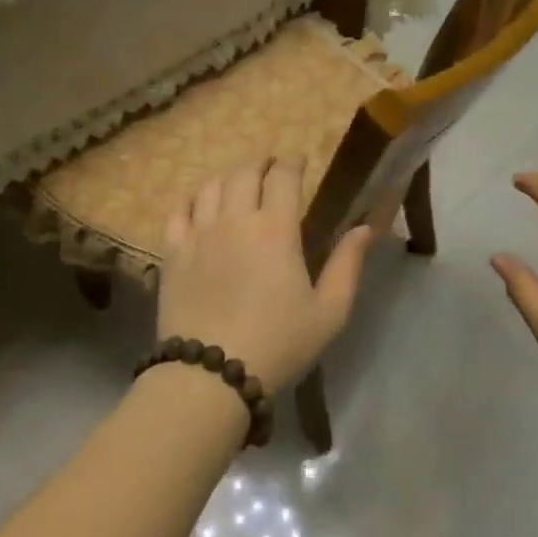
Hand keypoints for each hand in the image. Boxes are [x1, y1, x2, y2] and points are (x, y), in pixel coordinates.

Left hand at [158, 158, 373, 395]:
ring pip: (211, 186)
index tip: (299, 161)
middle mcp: (236, 220)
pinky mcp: (173, 252)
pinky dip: (191, 200)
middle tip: (270, 169)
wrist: (211, 375)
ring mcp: (200, 234)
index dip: (293, 162)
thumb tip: (364, 228)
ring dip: (228, 177)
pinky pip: (178, 211)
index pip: (284, 176)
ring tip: (238, 184)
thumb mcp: (329, 312)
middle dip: (261, 163)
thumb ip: (348, 265)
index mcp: (276, 229)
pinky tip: (198, 205)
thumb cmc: (278, 343)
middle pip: (245, 172)